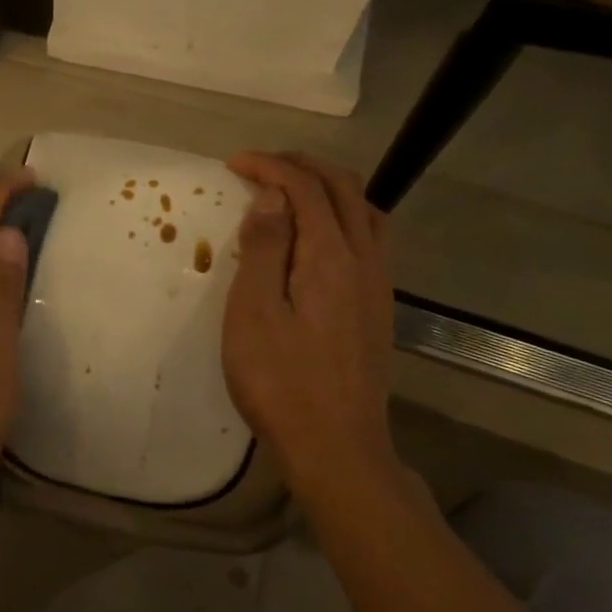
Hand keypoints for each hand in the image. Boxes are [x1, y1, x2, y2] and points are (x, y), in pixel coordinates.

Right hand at [222, 152, 397, 505]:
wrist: (337, 447)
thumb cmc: (280, 382)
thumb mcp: (253, 314)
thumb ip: (264, 250)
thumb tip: (272, 197)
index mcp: (330, 258)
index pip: (305, 189)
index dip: (270, 167)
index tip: (233, 164)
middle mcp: (365, 261)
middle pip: (344, 190)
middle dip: (301, 167)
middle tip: (260, 166)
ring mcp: (378, 286)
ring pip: (364, 212)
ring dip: (327, 188)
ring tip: (290, 190)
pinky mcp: (378, 308)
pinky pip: (369, 238)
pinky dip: (341, 216)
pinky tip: (318, 237)